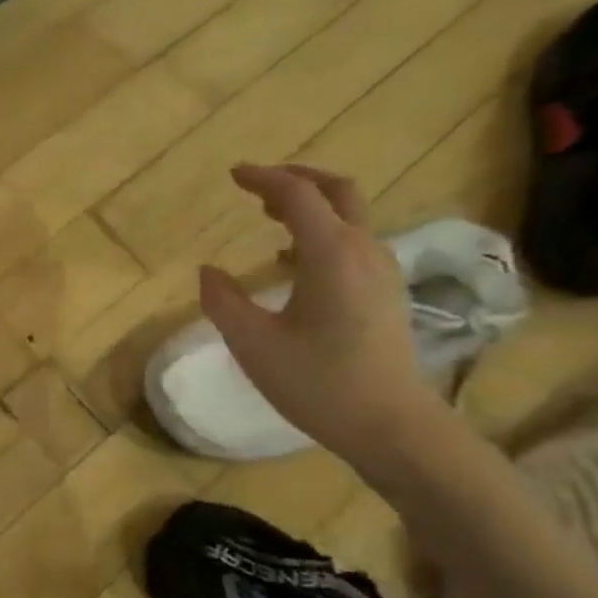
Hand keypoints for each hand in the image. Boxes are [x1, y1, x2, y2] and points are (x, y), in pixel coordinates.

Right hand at [200, 165, 443, 466]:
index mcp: (330, 254)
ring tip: (270, 218)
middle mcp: (363, 250)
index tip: (233, 175)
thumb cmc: (317, 382)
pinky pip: (354, 241)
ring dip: (310, 206)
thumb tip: (208, 272)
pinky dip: (322, 232)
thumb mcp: (252, 343)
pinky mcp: (386, 292)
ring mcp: (382, 270)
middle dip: (296, 179)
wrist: (389, 423)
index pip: (297, 195)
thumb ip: (223, 301)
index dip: (262, 178)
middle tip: (257, 185)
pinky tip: (294, 261)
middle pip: (336, 191)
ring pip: (349, 216)